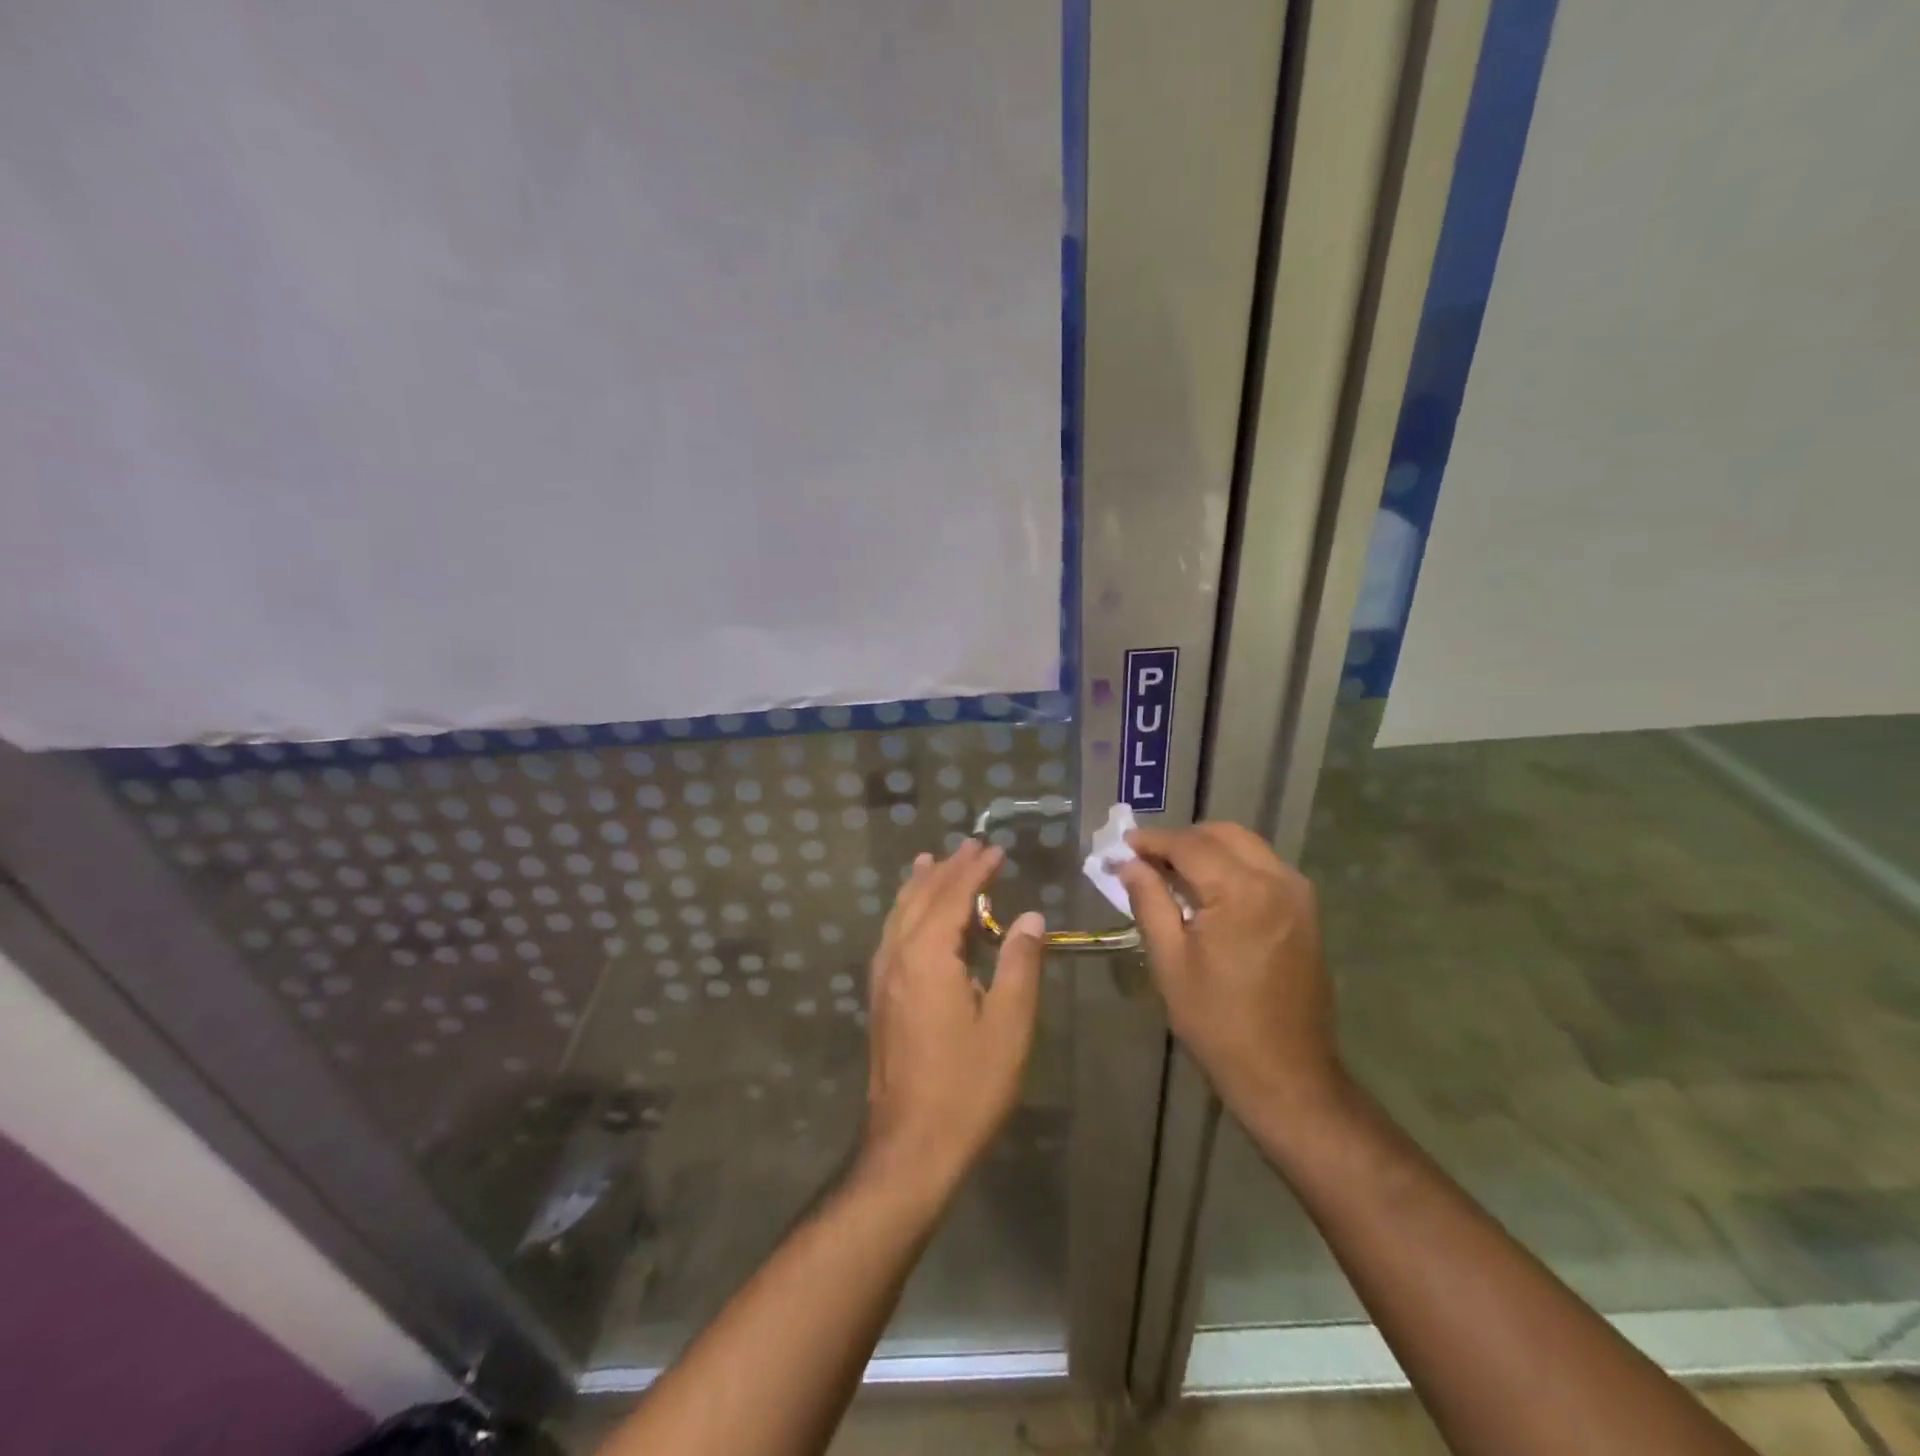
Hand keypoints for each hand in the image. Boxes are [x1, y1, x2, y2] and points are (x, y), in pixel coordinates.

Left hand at [859, 839, 1045, 1198]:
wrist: (911, 1146)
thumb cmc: (968, 1086)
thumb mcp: (1009, 1025)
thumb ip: (1019, 964)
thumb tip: (1031, 918)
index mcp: (928, 957)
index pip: (952, 896)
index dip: (975, 870)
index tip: (995, 849)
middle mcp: (897, 957)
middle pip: (921, 898)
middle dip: (947, 869)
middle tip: (970, 846)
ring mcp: (883, 978)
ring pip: (899, 915)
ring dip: (919, 885)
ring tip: (931, 862)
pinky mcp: (880, 999)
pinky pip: (892, 936)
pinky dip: (906, 912)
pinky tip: (912, 916)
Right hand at [1115, 823, 1341, 1118]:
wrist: (1287, 1075)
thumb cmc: (1219, 1023)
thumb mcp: (1170, 962)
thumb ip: (1149, 902)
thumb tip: (1128, 864)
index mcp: (1242, 891)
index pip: (1190, 845)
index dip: (1152, 841)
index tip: (1122, 845)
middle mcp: (1278, 880)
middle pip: (1224, 834)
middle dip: (1182, 839)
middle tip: (1146, 860)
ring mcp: (1299, 895)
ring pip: (1247, 846)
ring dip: (1209, 850)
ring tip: (1173, 875)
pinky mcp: (1307, 912)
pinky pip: (1265, 868)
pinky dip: (1233, 866)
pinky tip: (1208, 892)